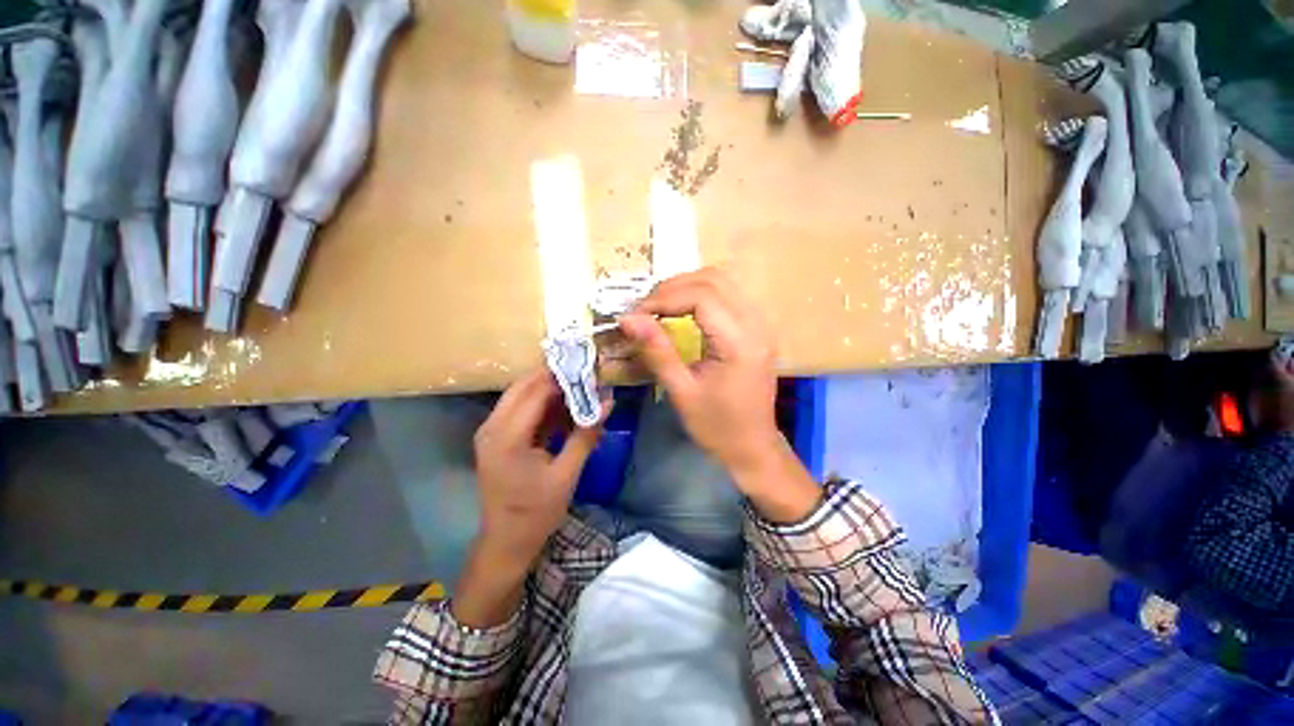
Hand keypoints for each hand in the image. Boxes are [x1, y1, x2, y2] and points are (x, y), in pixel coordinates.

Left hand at [453, 368, 606, 627]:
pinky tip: (566, 412)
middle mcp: (493, 427)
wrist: (506, 542)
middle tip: (586, 377)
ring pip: (522, 396)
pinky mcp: (497, 438)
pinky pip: (521, 411)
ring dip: (550, 392)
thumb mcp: (566, 473)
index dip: (563, 377)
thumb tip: (608, 402)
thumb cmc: (536, 512)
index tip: (589, 370)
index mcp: (507, 436)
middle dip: (556, 379)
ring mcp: (492, 432)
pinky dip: (543, 407)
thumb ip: (586, 434)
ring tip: (581, 391)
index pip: (536, 391)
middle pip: (524, 387)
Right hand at [619, 268, 819, 521]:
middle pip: (714, 279)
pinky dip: (701, 293)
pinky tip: (683, 309)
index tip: (636, 315)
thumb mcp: (681, 392)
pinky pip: (729, 294)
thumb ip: (656, 350)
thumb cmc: (717, 426)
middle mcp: (756, 325)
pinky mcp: (757, 329)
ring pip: (723, 281)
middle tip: (645, 309)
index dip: (664, 298)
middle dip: (673, 287)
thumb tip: (628, 318)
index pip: (701, 296)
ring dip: (687, 286)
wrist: (753, 447)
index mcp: (739, 342)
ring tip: (659, 306)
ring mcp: (761, 324)